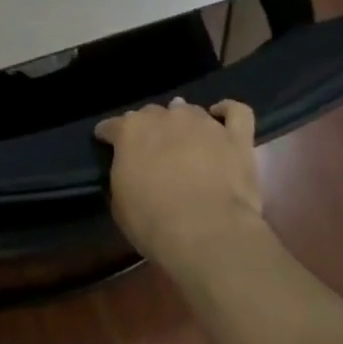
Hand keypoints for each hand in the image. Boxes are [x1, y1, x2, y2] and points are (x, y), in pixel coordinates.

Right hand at [95, 99, 268, 268]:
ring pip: (189, 110)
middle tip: (151, 150)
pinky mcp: (236, 137)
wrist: (206, 232)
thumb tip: (131, 167)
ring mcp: (203, 124)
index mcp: (129, 131)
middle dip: (148, 128)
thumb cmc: (152, 222)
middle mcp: (165, 118)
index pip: (112, 125)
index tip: (106, 143)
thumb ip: (123, 174)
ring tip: (184, 137)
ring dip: (182, 121)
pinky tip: (221, 117)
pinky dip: (228, 111)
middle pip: (152, 113)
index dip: (108, 134)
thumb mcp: (119, 201)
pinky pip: (236, 112)